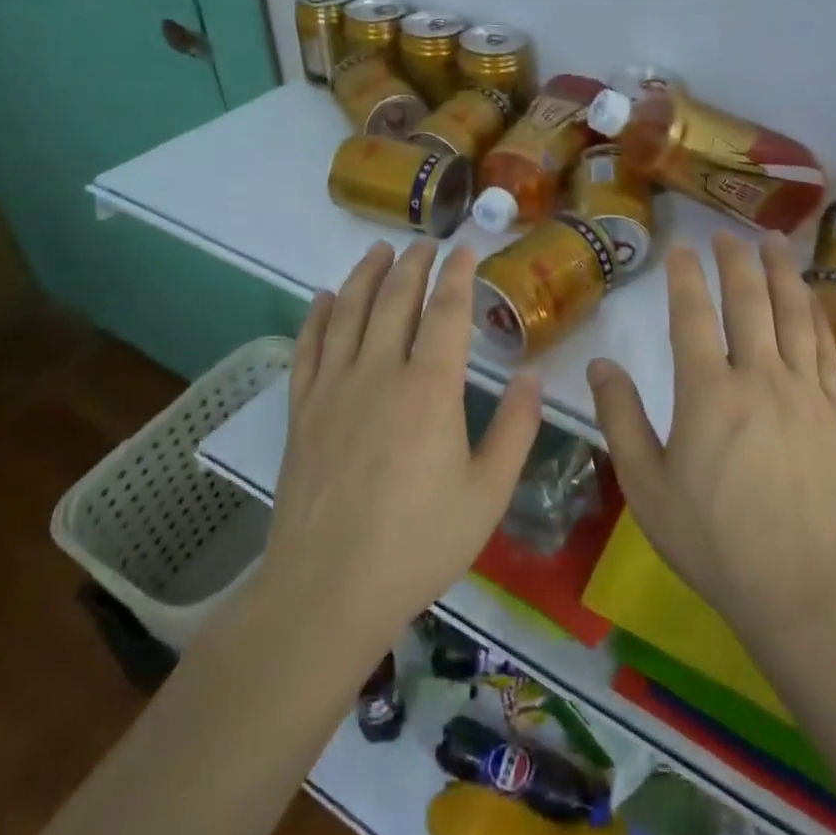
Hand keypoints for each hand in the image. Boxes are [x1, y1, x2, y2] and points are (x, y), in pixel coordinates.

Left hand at [259, 240, 541, 653]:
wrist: (327, 591)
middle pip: (394, 299)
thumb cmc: (418, 544)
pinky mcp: (302, 410)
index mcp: (430, 388)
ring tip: (379, 250)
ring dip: (365, 275)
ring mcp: (333, 388)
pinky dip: (316, 316)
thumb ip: (516, 430)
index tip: (465, 248)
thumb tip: (533, 376)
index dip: (457, 274)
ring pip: (347, 311)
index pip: (446, 311)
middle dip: (413, 264)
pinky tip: (322, 298)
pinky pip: (308, 347)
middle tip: (426, 242)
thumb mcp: (488, 493)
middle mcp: (379, 372)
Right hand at [589, 231, 835, 641]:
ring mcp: (803, 391)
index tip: (680, 248)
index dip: (685, 276)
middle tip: (727, 233)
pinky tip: (810, 295)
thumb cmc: (712, 538)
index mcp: (707, 393)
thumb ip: (621, 419)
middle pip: (749, 301)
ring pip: (794, 313)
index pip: (693, 316)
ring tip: (774, 239)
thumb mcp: (645, 486)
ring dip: (782, 271)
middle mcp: (758, 378)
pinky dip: (815, 312)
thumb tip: (601, 364)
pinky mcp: (834, 410)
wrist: (799, 583)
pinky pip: (826, 346)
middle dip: (736, 260)